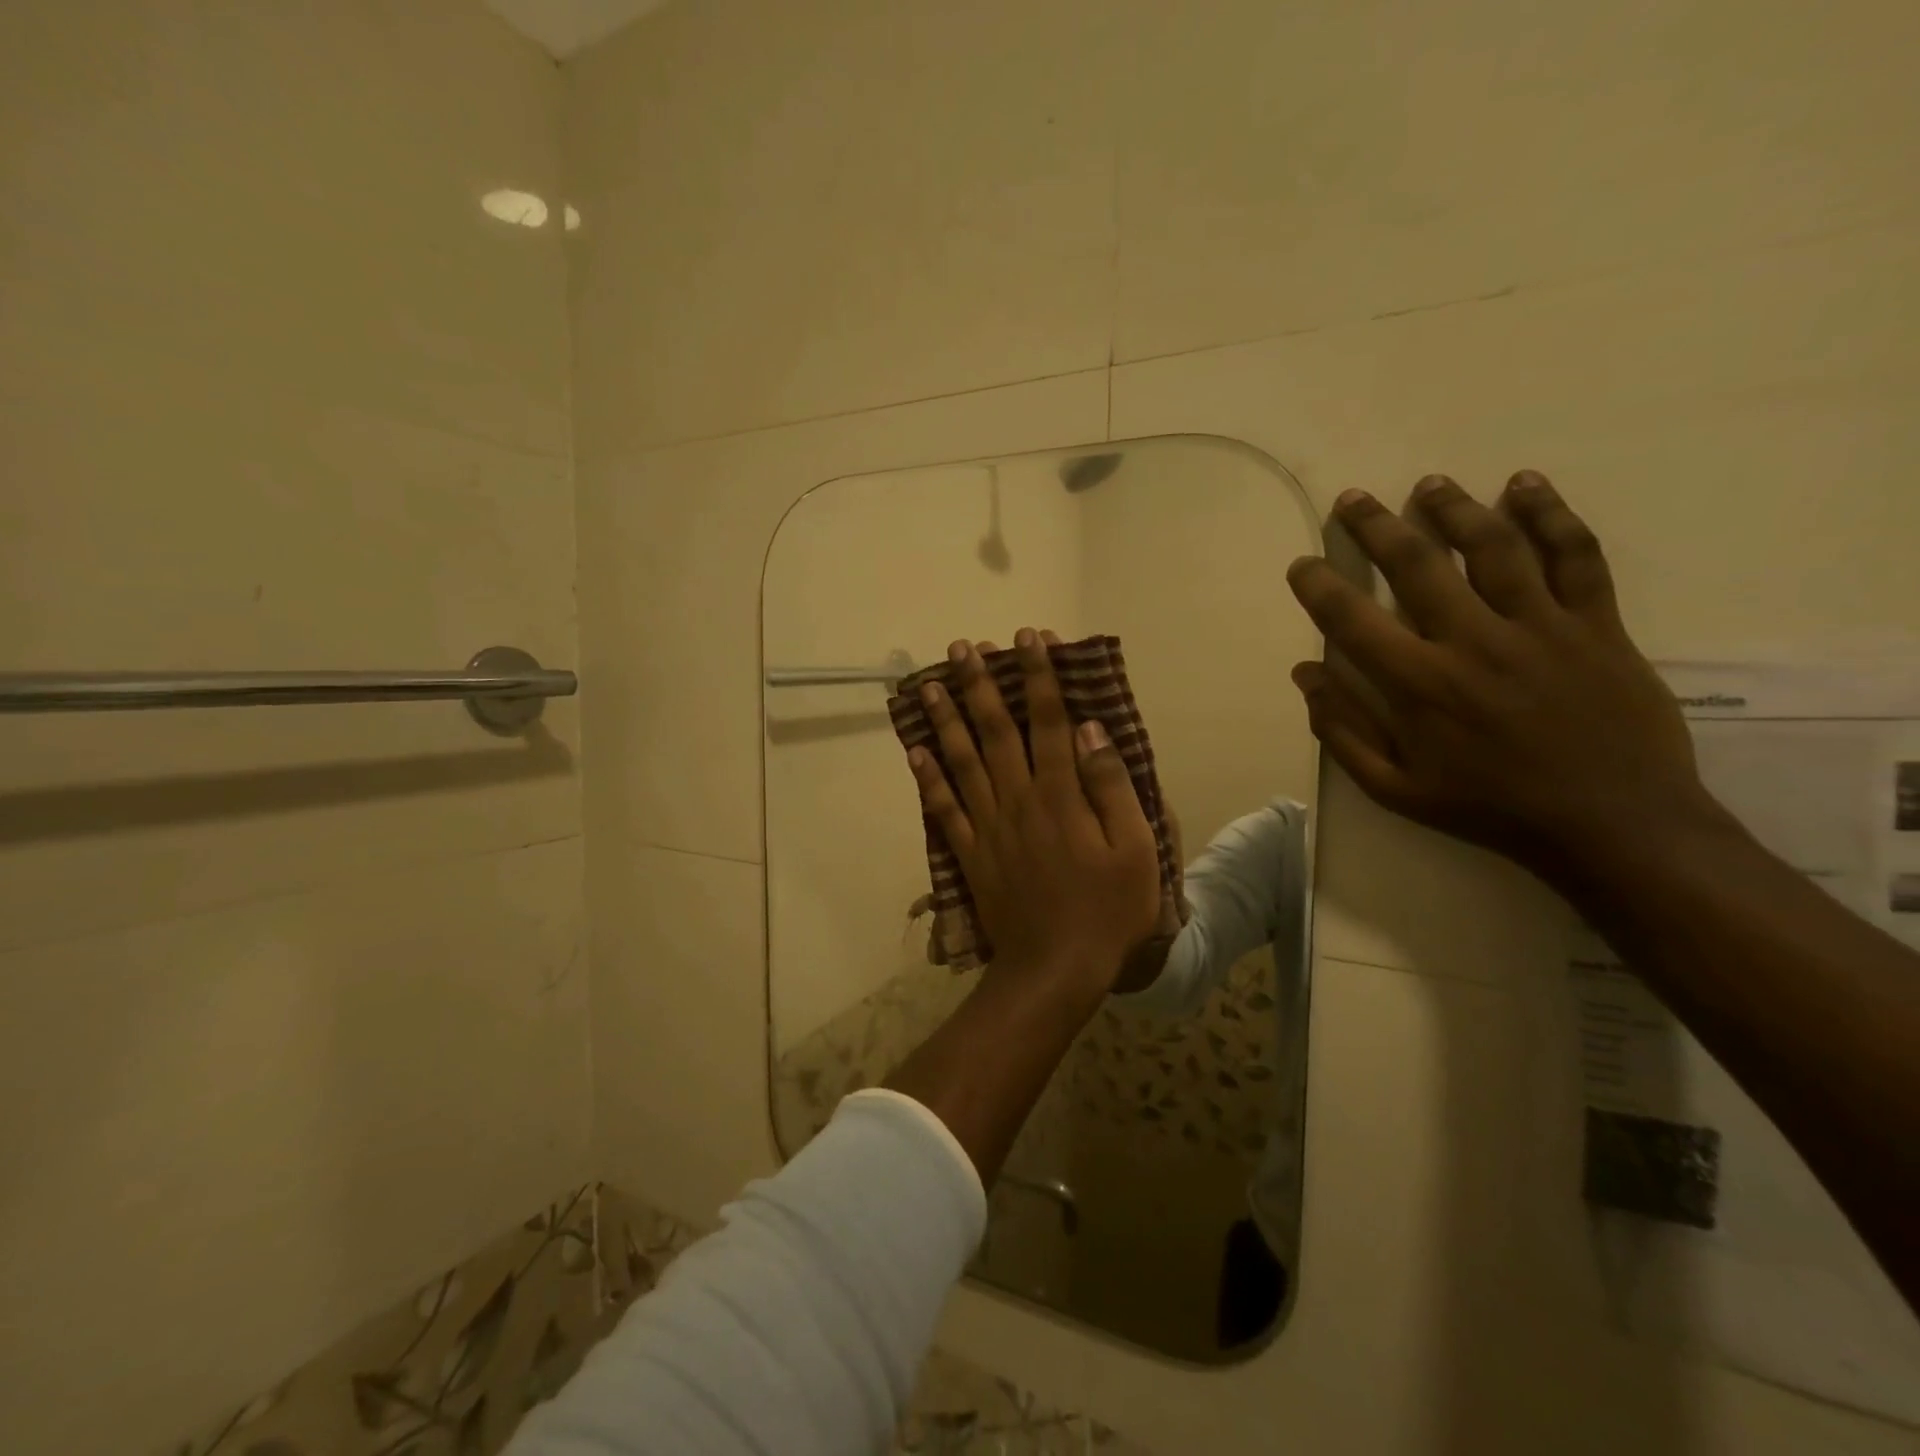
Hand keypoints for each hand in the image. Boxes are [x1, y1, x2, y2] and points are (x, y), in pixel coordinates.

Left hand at [908, 628, 1162, 1001]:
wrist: (1055, 969)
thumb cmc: (1107, 910)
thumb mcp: (1135, 849)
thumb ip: (1111, 786)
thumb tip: (1091, 730)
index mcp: (1061, 795)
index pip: (1050, 720)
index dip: (1039, 676)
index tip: (1029, 639)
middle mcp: (1018, 799)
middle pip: (996, 730)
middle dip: (981, 684)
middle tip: (964, 646)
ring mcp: (988, 826)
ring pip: (962, 760)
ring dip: (947, 719)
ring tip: (931, 683)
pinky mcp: (970, 853)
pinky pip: (943, 808)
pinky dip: (927, 778)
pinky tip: (915, 750)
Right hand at [1285, 472, 1718, 878]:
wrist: (1613, 825)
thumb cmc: (1490, 808)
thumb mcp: (1394, 789)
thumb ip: (1343, 731)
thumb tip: (1305, 673)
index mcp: (1419, 685)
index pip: (1352, 619)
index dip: (1318, 586)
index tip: (1301, 564)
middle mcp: (1473, 642)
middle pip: (1417, 565)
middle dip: (1376, 526)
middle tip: (1352, 499)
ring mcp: (1540, 627)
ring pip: (1494, 548)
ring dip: (1455, 509)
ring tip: (1429, 484)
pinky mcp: (1597, 625)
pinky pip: (1577, 557)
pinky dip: (1552, 516)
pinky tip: (1525, 486)